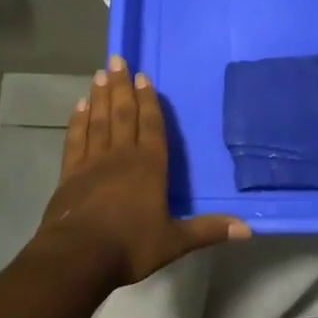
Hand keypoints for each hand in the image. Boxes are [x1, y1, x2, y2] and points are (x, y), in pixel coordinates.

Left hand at [36, 55, 250, 285]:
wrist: (78, 257)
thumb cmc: (130, 246)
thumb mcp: (174, 241)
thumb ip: (208, 230)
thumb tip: (248, 230)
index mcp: (149, 166)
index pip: (151, 126)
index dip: (149, 101)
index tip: (143, 76)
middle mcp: (121, 156)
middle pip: (122, 114)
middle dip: (122, 86)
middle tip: (117, 60)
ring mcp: (92, 162)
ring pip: (98, 120)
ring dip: (100, 96)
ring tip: (100, 74)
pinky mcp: (69, 174)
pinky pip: (76, 139)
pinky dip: (78, 121)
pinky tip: (79, 106)